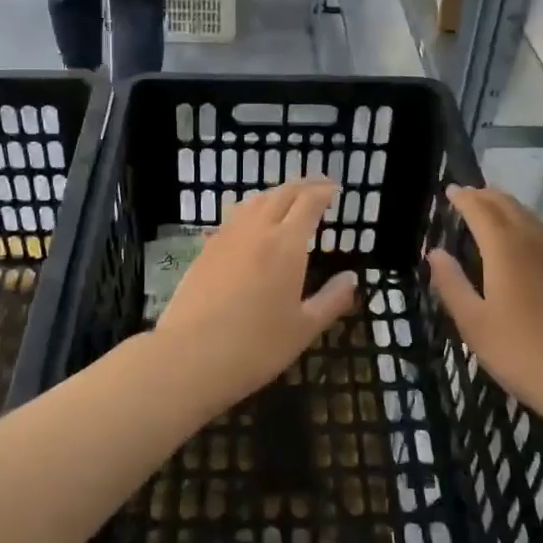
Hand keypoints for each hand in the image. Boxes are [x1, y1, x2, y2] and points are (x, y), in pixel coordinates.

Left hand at [153, 178, 359, 406]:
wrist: (190, 356)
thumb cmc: (256, 346)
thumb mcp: (304, 329)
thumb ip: (331, 300)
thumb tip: (351, 278)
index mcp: (287, 244)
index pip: (309, 202)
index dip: (324, 192)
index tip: (335, 190)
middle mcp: (257, 230)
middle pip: (282, 194)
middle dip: (303, 186)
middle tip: (318, 188)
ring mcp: (227, 237)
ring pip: (254, 201)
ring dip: (276, 194)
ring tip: (288, 201)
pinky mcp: (206, 249)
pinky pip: (234, 217)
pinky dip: (252, 210)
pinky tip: (253, 225)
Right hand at [427, 186, 542, 437]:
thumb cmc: (523, 353)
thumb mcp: (474, 324)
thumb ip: (452, 284)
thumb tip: (435, 253)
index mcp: (506, 249)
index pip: (481, 210)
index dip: (464, 198)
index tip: (451, 190)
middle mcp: (535, 244)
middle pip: (510, 207)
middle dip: (487, 196)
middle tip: (470, 194)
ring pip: (533, 220)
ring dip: (510, 209)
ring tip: (494, 210)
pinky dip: (529, 228)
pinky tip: (527, 247)